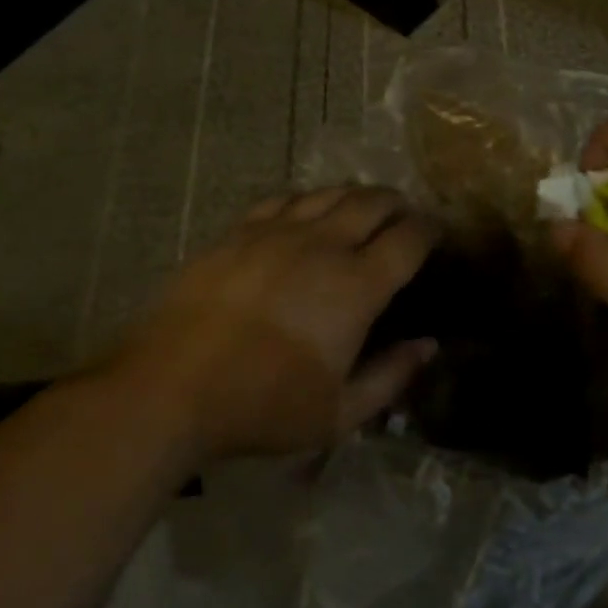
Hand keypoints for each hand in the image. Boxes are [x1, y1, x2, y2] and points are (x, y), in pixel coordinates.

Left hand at [102, 187, 438, 460]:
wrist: (170, 388)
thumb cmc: (263, 406)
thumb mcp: (340, 413)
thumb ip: (392, 377)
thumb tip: (429, 346)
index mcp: (357, 286)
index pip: (409, 238)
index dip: (430, 229)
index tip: (437, 232)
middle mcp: (324, 245)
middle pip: (374, 202)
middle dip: (398, 204)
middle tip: (405, 216)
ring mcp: (277, 232)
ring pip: (330, 194)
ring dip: (357, 196)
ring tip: (364, 208)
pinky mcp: (238, 232)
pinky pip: (284, 200)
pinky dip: (308, 201)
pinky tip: (307, 212)